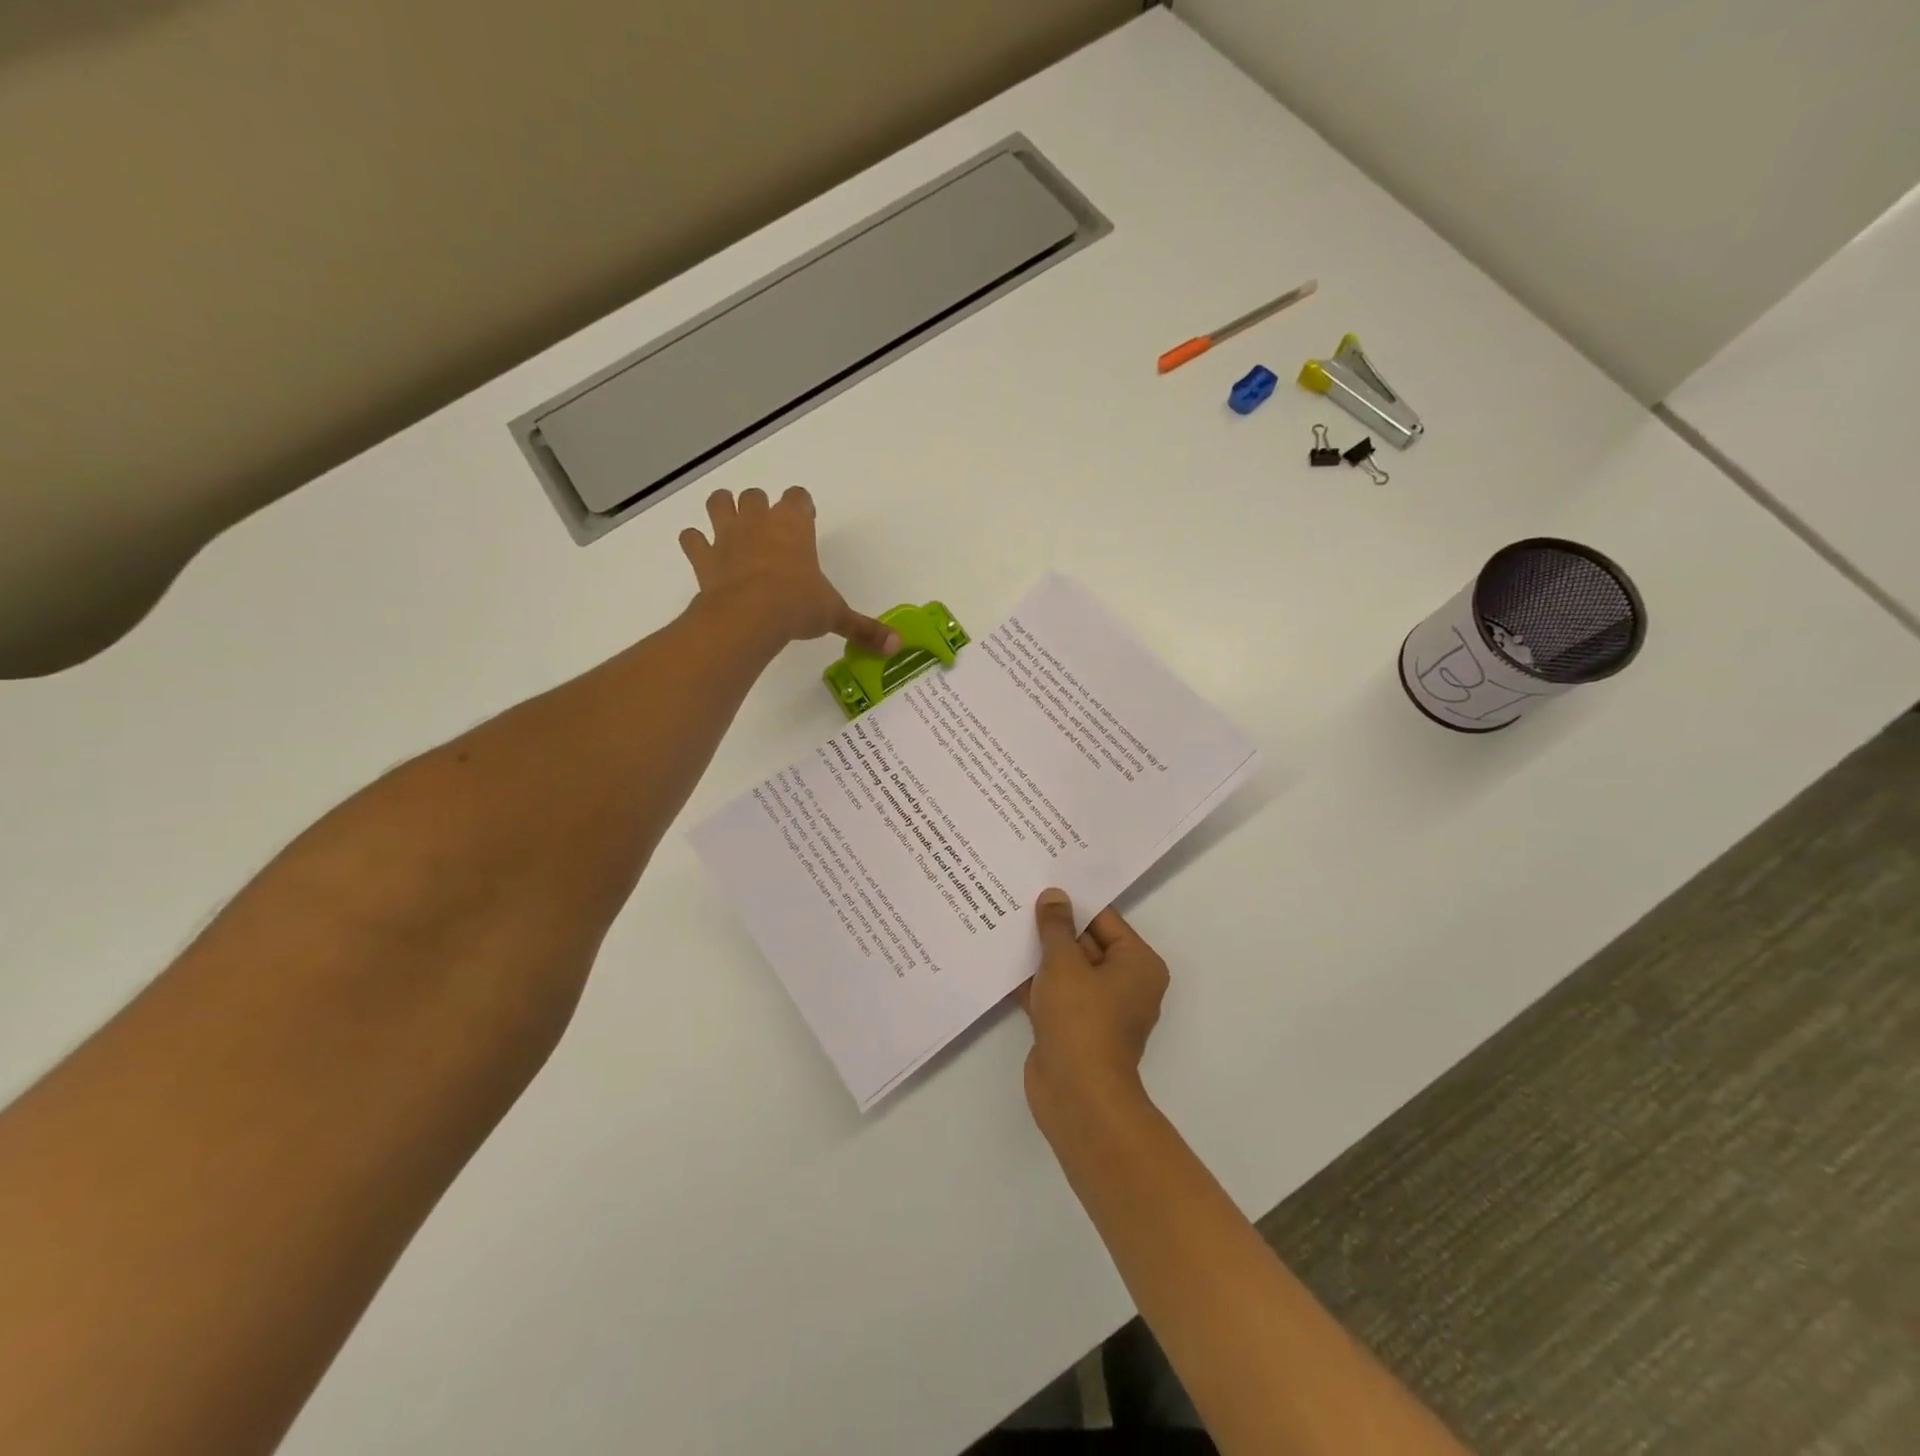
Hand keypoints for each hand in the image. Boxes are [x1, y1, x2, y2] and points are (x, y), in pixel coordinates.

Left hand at [679, 487, 899, 653]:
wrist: (750, 616)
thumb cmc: (798, 606)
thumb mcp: (835, 616)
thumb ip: (864, 628)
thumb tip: (898, 647)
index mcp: (794, 526)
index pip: (797, 497)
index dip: (800, 507)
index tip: (804, 521)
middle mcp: (759, 521)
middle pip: (755, 496)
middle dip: (759, 508)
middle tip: (768, 532)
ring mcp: (727, 536)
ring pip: (718, 503)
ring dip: (722, 511)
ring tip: (730, 529)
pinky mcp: (703, 557)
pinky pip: (691, 538)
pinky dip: (695, 543)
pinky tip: (702, 553)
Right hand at [1019, 889, 1169, 1124]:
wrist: (1076, 1095)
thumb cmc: (1081, 1019)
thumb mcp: (1065, 963)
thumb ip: (1056, 927)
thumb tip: (1054, 896)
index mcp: (1137, 964)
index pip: (1104, 919)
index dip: (1073, 902)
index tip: (1044, 882)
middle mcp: (1124, 983)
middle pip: (1085, 943)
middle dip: (1053, 927)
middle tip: (1019, 896)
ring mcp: (1098, 1008)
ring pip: (1066, 970)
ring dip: (1039, 954)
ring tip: (1005, 921)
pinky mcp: (1073, 1027)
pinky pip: (1053, 993)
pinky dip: (1033, 981)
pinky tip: (1002, 960)